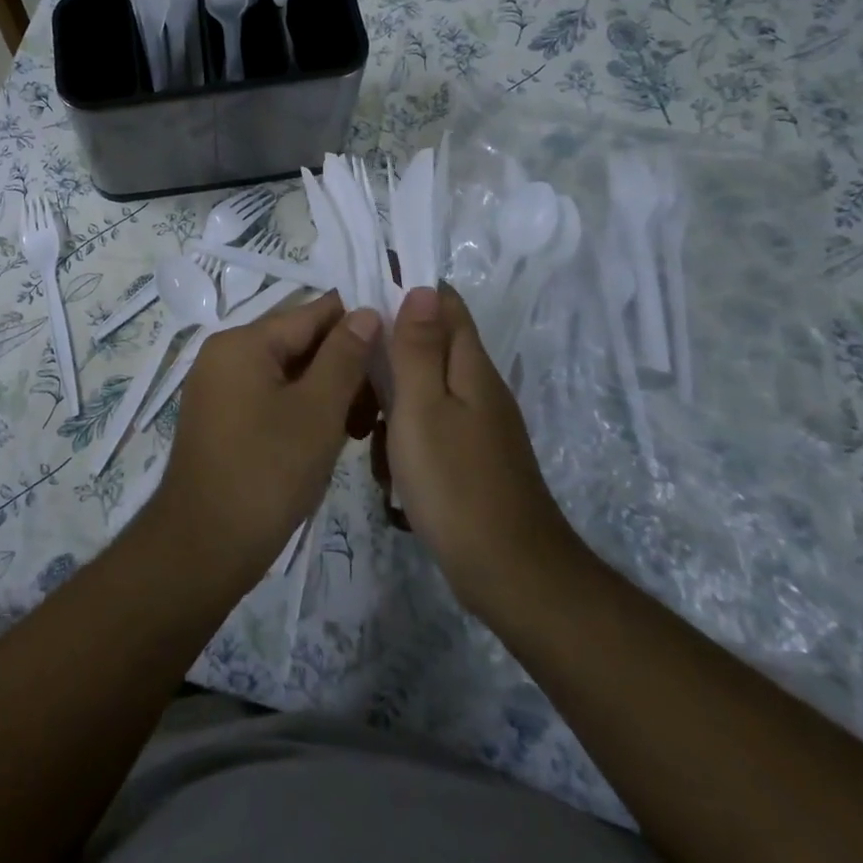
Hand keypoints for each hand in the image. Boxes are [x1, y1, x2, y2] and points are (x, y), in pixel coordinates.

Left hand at [142, 292, 379, 595]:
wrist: (204, 547)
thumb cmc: (267, 473)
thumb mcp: (317, 411)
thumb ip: (344, 356)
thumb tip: (364, 312)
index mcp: (242, 342)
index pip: (310, 314)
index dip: (356, 323)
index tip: (397, 341)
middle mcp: (224, 354)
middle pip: (297, 342)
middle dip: (343, 364)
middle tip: (385, 398)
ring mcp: (219, 388)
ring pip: (287, 373)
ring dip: (327, 391)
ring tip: (364, 425)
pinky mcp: (222, 419)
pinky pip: (270, 397)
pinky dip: (302, 409)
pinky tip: (331, 435)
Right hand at [382, 286, 580, 621]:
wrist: (511, 575)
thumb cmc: (456, 484)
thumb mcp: (423, 408)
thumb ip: (419, 347)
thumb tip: (421, 287)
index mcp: (470, 366)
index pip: (444, 303)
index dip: (406, 290)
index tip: (361, 299)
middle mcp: (478, 387)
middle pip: (429, 346)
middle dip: (387, 356)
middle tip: (352, 382)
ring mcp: (477, 425)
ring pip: (423, 391)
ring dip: (390, 404)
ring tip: (366, 436)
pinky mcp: (470, 457)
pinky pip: (428, 427)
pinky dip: (403, 438)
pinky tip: (390, 471)